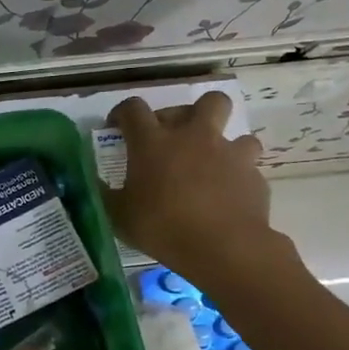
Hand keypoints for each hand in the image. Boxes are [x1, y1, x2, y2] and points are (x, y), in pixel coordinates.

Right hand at [101, 92, 282, 284]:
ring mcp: (229, 154)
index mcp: (154, 142)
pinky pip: (248, 169)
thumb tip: (94, 182)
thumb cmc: (162, 228)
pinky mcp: (254, 177)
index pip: (133, 109)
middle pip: (207, 101)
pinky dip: (238, 178)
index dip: (123, 113)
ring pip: (239, 134)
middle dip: (196, 112)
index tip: (118, 126)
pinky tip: (229, 198)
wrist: (224, 248)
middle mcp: (194, 137)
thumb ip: (107, 194)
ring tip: (214, 168)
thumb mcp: (119, 216)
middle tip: (181, 136)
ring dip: (226, 146)